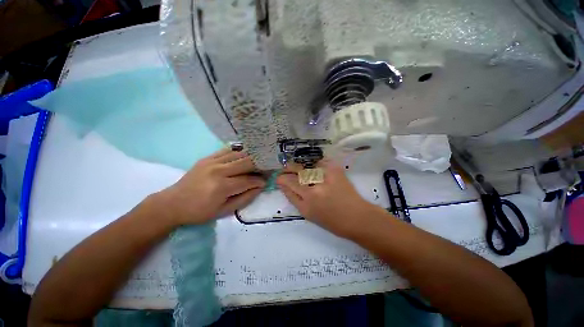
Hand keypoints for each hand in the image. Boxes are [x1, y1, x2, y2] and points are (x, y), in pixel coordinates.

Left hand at [157, 149, 264, 224]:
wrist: (172, 203)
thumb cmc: (199, 212)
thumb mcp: (224, 211)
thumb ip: (245, 198)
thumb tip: (260, 187)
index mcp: (222, 187)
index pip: (248, 180)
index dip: (259, 181)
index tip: (265, 181)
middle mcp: (218, 170)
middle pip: (246, 162)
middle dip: (259, 164)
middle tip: (266, 167)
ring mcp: (212, 161)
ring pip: (239, 154)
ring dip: (251, 156)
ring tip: (259, 160)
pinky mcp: (207, 158)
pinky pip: (227, 150)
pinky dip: (239, 151)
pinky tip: (245, 153)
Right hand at [276, 161, 377, 237]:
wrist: (358, 218)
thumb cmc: (333, 221)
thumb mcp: (309, 215)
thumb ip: (296, 199)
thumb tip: (286, 186)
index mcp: (306, 205)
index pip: (289, 187)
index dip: (282, 180)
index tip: (280, 177)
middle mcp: (314, 192)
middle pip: (295, 176)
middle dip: (287, 170)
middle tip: (286, 169)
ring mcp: (325, 180)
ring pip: (306, 168)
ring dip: (299, 167)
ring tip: (298, 167)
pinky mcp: (335, 171)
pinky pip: (320, 163)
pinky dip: (315, 164)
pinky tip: (314, 166)